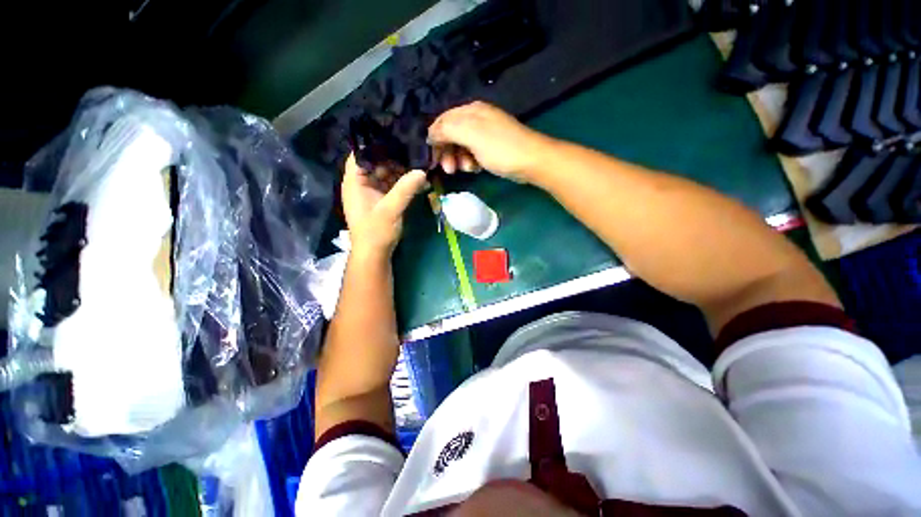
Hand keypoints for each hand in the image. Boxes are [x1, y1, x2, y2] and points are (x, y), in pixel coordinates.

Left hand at [342, 154, 427, 254]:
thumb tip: (422, 171)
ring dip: (402, 171)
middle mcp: (362, 184)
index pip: (361, 154)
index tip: (396, 138)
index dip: (376, 145)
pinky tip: (419, 181)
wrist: (375, 255)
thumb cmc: (375, 232)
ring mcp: (373, 193)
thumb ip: (405, 190)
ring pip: (387, 174)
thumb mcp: (390, 210)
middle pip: (377, 163)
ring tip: (419, 163)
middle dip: (394, 158)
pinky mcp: (383, 201)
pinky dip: (404, 184)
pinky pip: (393, 187)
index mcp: (355, 182)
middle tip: (414, 150)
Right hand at [428, 101, 553, 181]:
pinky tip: (475, 169)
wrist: (531, 161)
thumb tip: (430, 134)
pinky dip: (470, 161)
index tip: (432, 159)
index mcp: (470, 111)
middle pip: (451, 134)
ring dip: (459, 159)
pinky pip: (473, 153)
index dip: (435, 140)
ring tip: (466, 170)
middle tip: (448, 170)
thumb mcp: (471, 135)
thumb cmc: (500, 148)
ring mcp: (485, 134)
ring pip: (461, 146)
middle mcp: (476, 118)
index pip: (442, 121)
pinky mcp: (491, 148)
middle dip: (447, 152)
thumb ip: (447, 130)